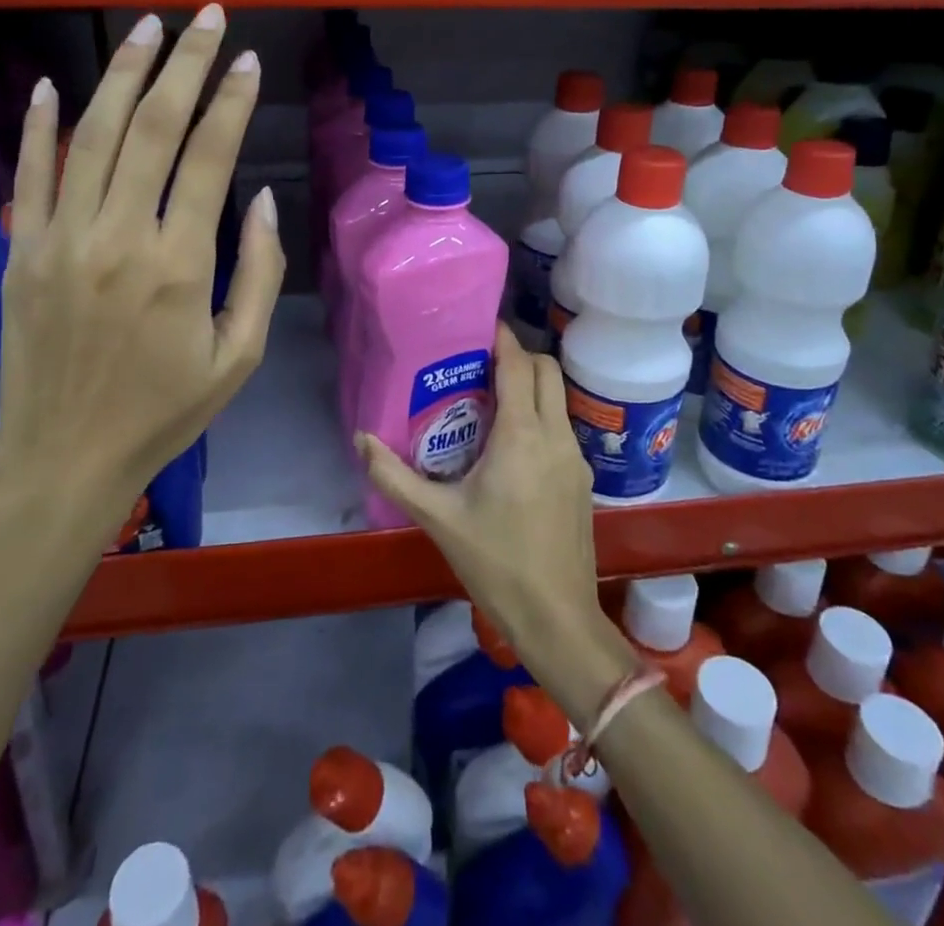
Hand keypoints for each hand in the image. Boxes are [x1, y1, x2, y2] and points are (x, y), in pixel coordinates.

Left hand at [0, 5, 284, 548]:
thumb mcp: (240, 355)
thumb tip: (260, 197)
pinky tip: (57, 83)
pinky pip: (30, 175)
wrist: (65, 459)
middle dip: (185, 64)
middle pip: (153, 128)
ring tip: (149, 29)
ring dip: (124, 75)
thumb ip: (258, 271)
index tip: (247, 61)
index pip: (209, 158)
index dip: (232, 102)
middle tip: (206, 18)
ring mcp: (62, 240)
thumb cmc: (165, 412)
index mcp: (179, 265)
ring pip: (93, 136)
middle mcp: (119, 237)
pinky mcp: (23, 252)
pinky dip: (40, 125)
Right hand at [356, 328, 606, 667]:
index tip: (477, 326)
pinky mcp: (583, 479)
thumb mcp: (437, 518)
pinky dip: (540, 415)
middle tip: (480, 363)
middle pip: (547, 370)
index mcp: (522, 436)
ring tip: (490, 398)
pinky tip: (511, 444)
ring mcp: (576, 457)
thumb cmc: (496, 563)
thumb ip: (394, 475)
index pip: (518, 365)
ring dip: (531, 385)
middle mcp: (556, 435)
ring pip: (559, 397)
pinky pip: (562, 426)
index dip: (501, 338)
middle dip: (518, 355)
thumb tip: (360, 439)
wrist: (557, 618)